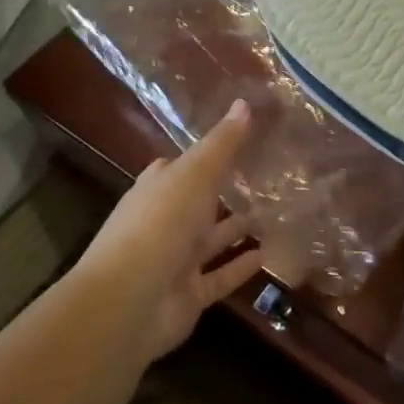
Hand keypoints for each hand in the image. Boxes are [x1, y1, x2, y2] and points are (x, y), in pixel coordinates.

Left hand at [74, 100, 265, 362]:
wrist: (129, 301)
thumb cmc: (160, 224)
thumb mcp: (195, 173)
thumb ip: (222, 143)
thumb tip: (245, 102)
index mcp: (158, 188)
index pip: (180, 166)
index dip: (205, 155)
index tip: (238, 143)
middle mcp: (164, 222)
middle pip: (198, 203)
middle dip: (225, 193)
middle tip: (266, 180)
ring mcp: (175, 260)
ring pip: (211, 240)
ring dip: (237, 229)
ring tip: (274, 214)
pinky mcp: (188, 294)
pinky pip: (219, 276)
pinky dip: (241, 267)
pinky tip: (268, 255)